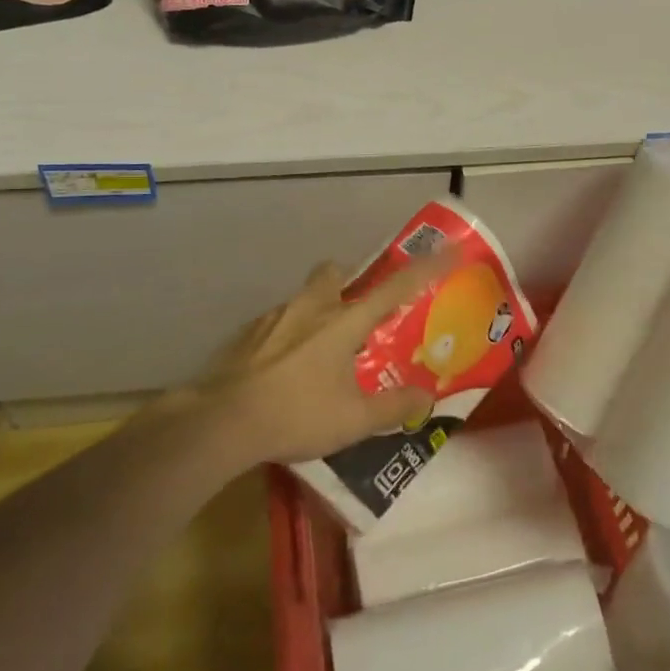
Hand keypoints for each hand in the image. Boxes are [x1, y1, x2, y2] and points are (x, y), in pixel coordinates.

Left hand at [209, 256, 448, 465]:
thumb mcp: (353, 421)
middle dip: (350, 279)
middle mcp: (311, 308)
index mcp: (344, 322)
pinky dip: (288, 335)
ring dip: (317, 310)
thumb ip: (393, 408)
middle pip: (335, 272)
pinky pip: (278, 322)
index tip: (450, 250)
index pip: (396, 287)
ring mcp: (275, 317)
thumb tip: (426, 399)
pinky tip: (284, 368)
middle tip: (358, 309)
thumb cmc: (295, 415)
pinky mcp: (247, 333)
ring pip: (304, 297)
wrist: (219, 421)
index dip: (427, 268)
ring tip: (320, 350)